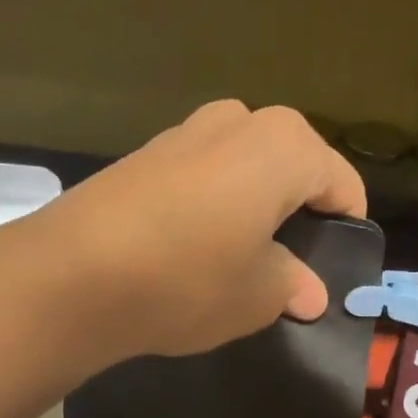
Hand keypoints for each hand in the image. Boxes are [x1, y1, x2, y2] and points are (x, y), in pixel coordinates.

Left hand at [18, 101, 364, 361]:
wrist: (71, 274)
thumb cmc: (188, 279)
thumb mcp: (256, 296)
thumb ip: (291, 285)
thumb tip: (308, 292)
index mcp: (285, 146)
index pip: (341, 185)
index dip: (346, 227)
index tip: (337, 268)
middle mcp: (239, 121)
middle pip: (291, 166)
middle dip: (296, 210)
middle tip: (288, 264)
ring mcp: (185, 131)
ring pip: (242, 167)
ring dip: (250, 205)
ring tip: (238, 257)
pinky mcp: (142, 153)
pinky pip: (199, 174)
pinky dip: (209, 203)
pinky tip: (191, 246)